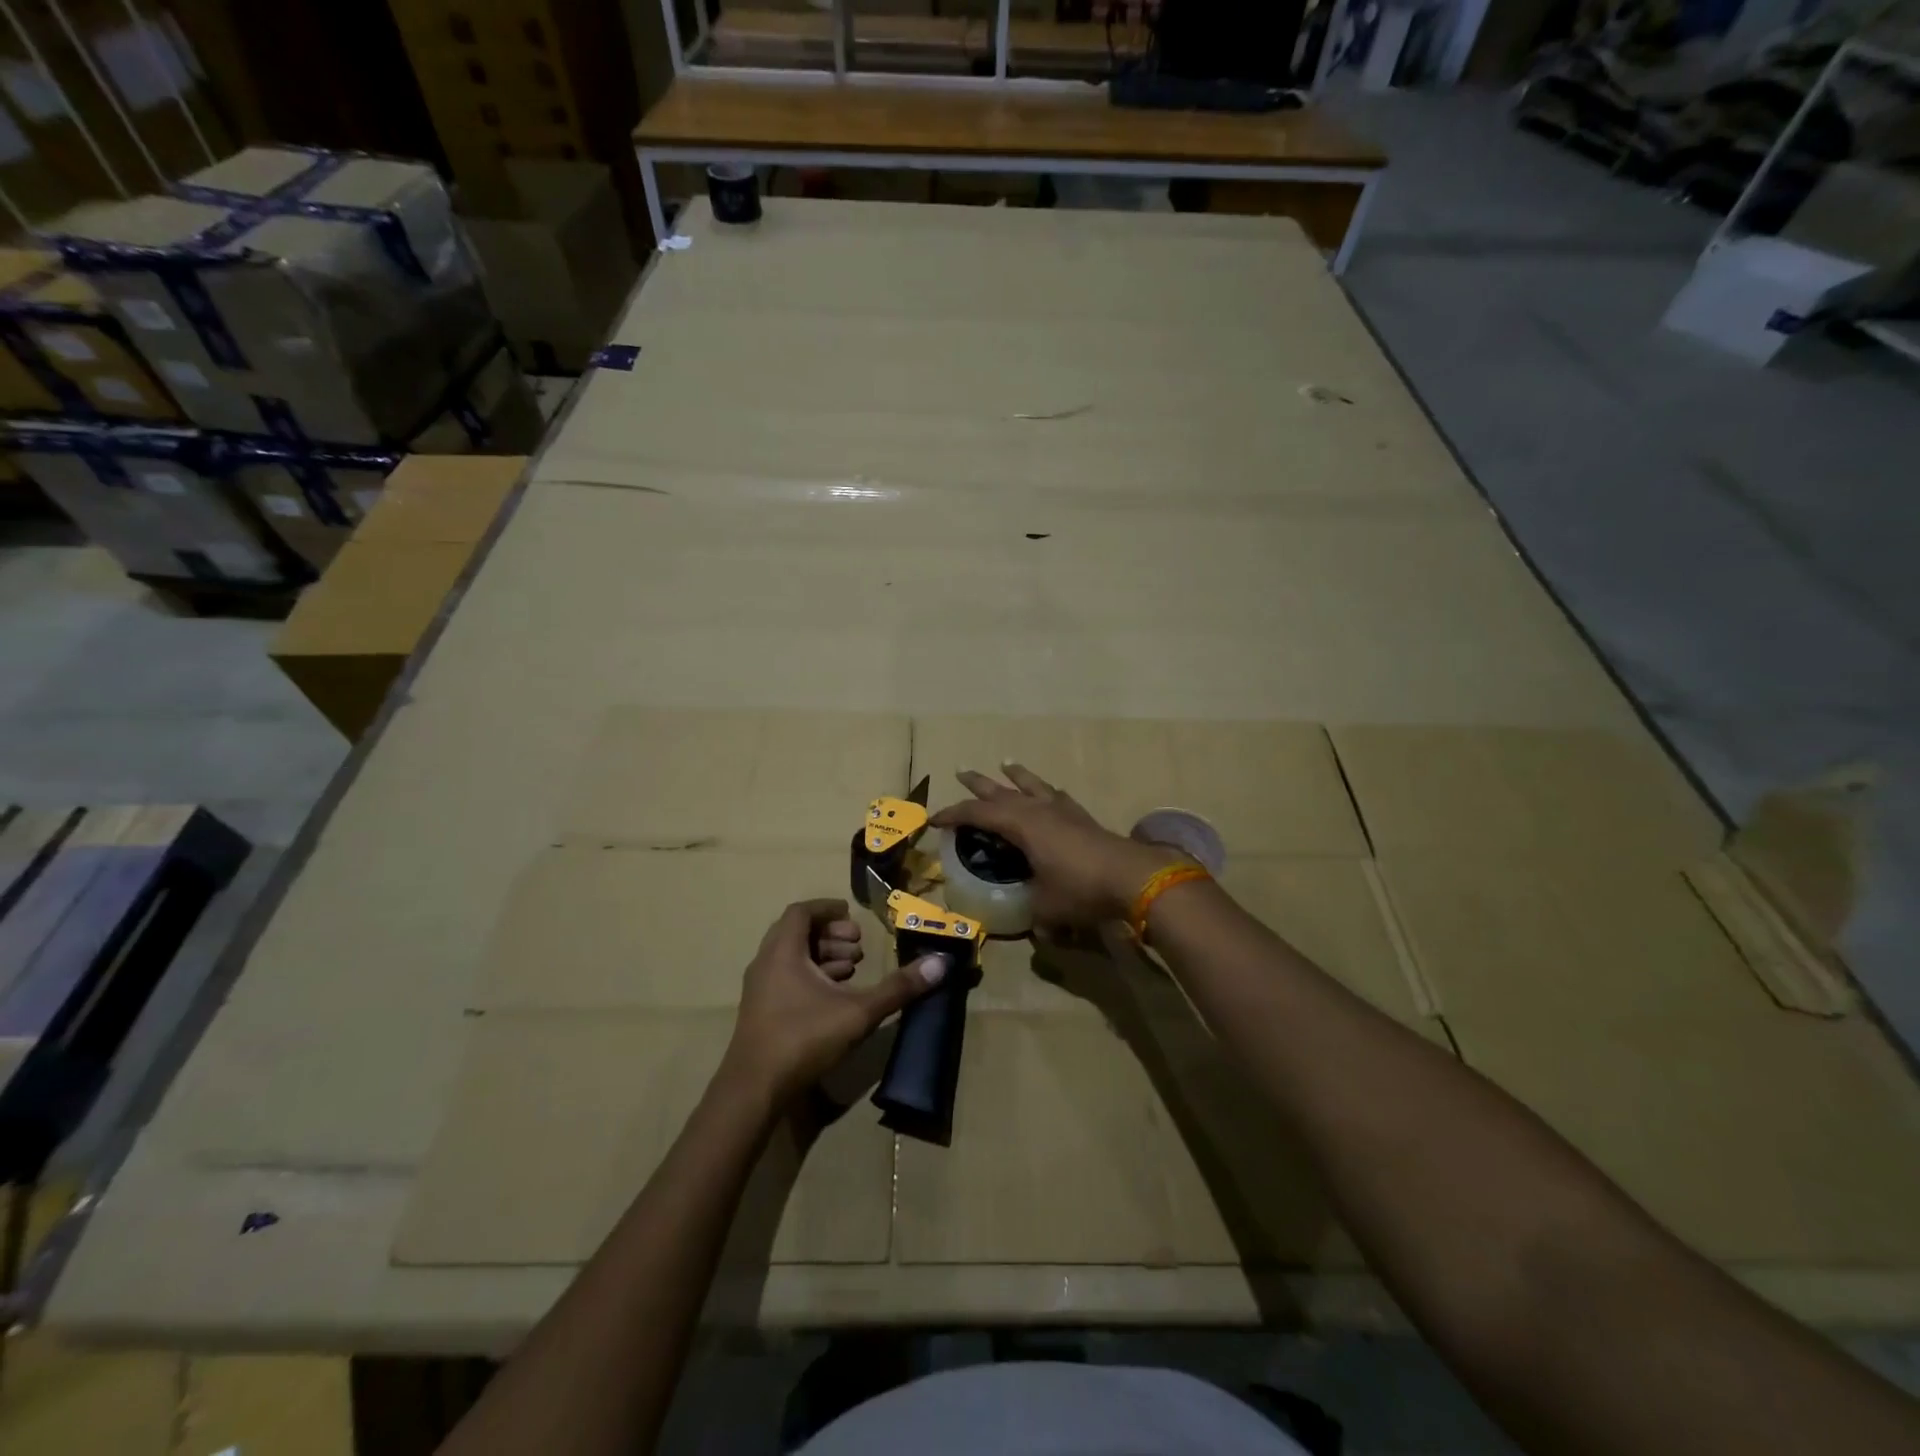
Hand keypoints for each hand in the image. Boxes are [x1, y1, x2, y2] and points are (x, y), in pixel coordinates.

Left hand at [723, 899, 944, 1106]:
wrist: (753, 1090)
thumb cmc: (804, 1038)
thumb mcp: (858, 1012)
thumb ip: (898, 988)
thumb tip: (940, 963)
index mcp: (784, 951)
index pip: (802, 912)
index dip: (828, 908)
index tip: (852, 914)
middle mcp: (766, 963)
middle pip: (797, 933)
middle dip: (831, 935)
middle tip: (859, 946)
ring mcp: (760, 989)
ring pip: (791, 958)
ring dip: (822, 957)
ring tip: (853, 970)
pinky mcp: (760, 1012)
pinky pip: (786, 978)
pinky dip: (811, 977)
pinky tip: (834, 997)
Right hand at [930, 765, 1183, 930]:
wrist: (1133, 877)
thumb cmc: (1080, 889)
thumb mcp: (1046, 907)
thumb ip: (1033, 914)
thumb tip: (1036, 930)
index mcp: (1021, 826)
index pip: (978, 814)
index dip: (954, 814)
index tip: (934, 819)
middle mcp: (1039, 811)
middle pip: (1002, 791)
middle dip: (979, 784)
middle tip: (961, 772)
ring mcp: (1064, 811)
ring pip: (1032, 785)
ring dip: (1016, 776)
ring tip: (1006, 764)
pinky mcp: (1084, 818)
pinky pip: (1057, 796)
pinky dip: (1047, 791)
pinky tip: (1050, 792)